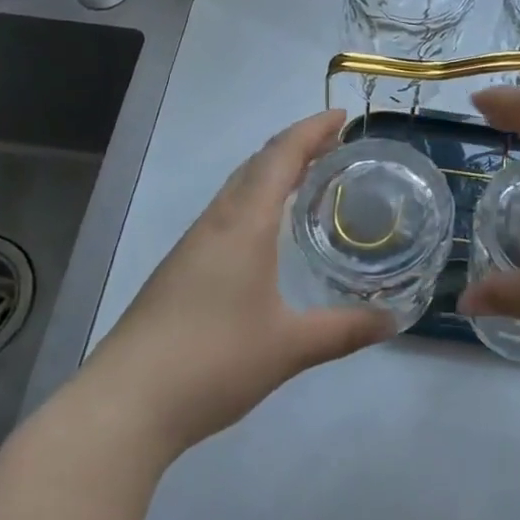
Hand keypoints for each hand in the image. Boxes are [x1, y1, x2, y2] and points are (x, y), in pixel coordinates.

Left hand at [77, 110, 395, 458]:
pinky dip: (255, 201)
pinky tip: (267, 232)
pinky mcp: (180, 269)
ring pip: (237, 189)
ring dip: (272, 172)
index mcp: (244, 224)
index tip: (342, 117)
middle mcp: (216, 223)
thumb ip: (344, 330)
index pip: (280, 157)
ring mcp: (193, 246)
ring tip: (308, 179)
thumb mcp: (290, 347)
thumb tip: (393, 319)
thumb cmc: (213, 361)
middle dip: (295, 146)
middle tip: (334, 146)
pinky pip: (226, 214)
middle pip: (256, 164)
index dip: (311, 130)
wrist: (126, 402)